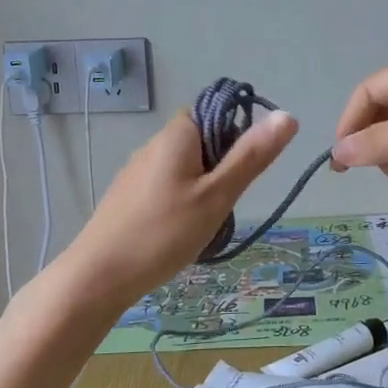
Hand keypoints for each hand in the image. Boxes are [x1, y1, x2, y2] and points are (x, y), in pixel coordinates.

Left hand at [64, 106, 298, 303]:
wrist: (99, 275)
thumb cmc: (164, 232)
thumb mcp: (217, 195)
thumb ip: (252, 156)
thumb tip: (288, 115)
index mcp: (177, 135)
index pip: (216, 111)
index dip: (237, 135)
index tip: (244, 172)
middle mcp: (154, 144)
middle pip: (202, 141)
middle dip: (222, 169)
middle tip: (226, 204)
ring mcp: (137, 171)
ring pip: (186, 169)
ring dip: (204, 190)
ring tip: (204, 225)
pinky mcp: (128, 197)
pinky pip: (167, 188)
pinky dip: (182, 205)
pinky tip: (179, 234)